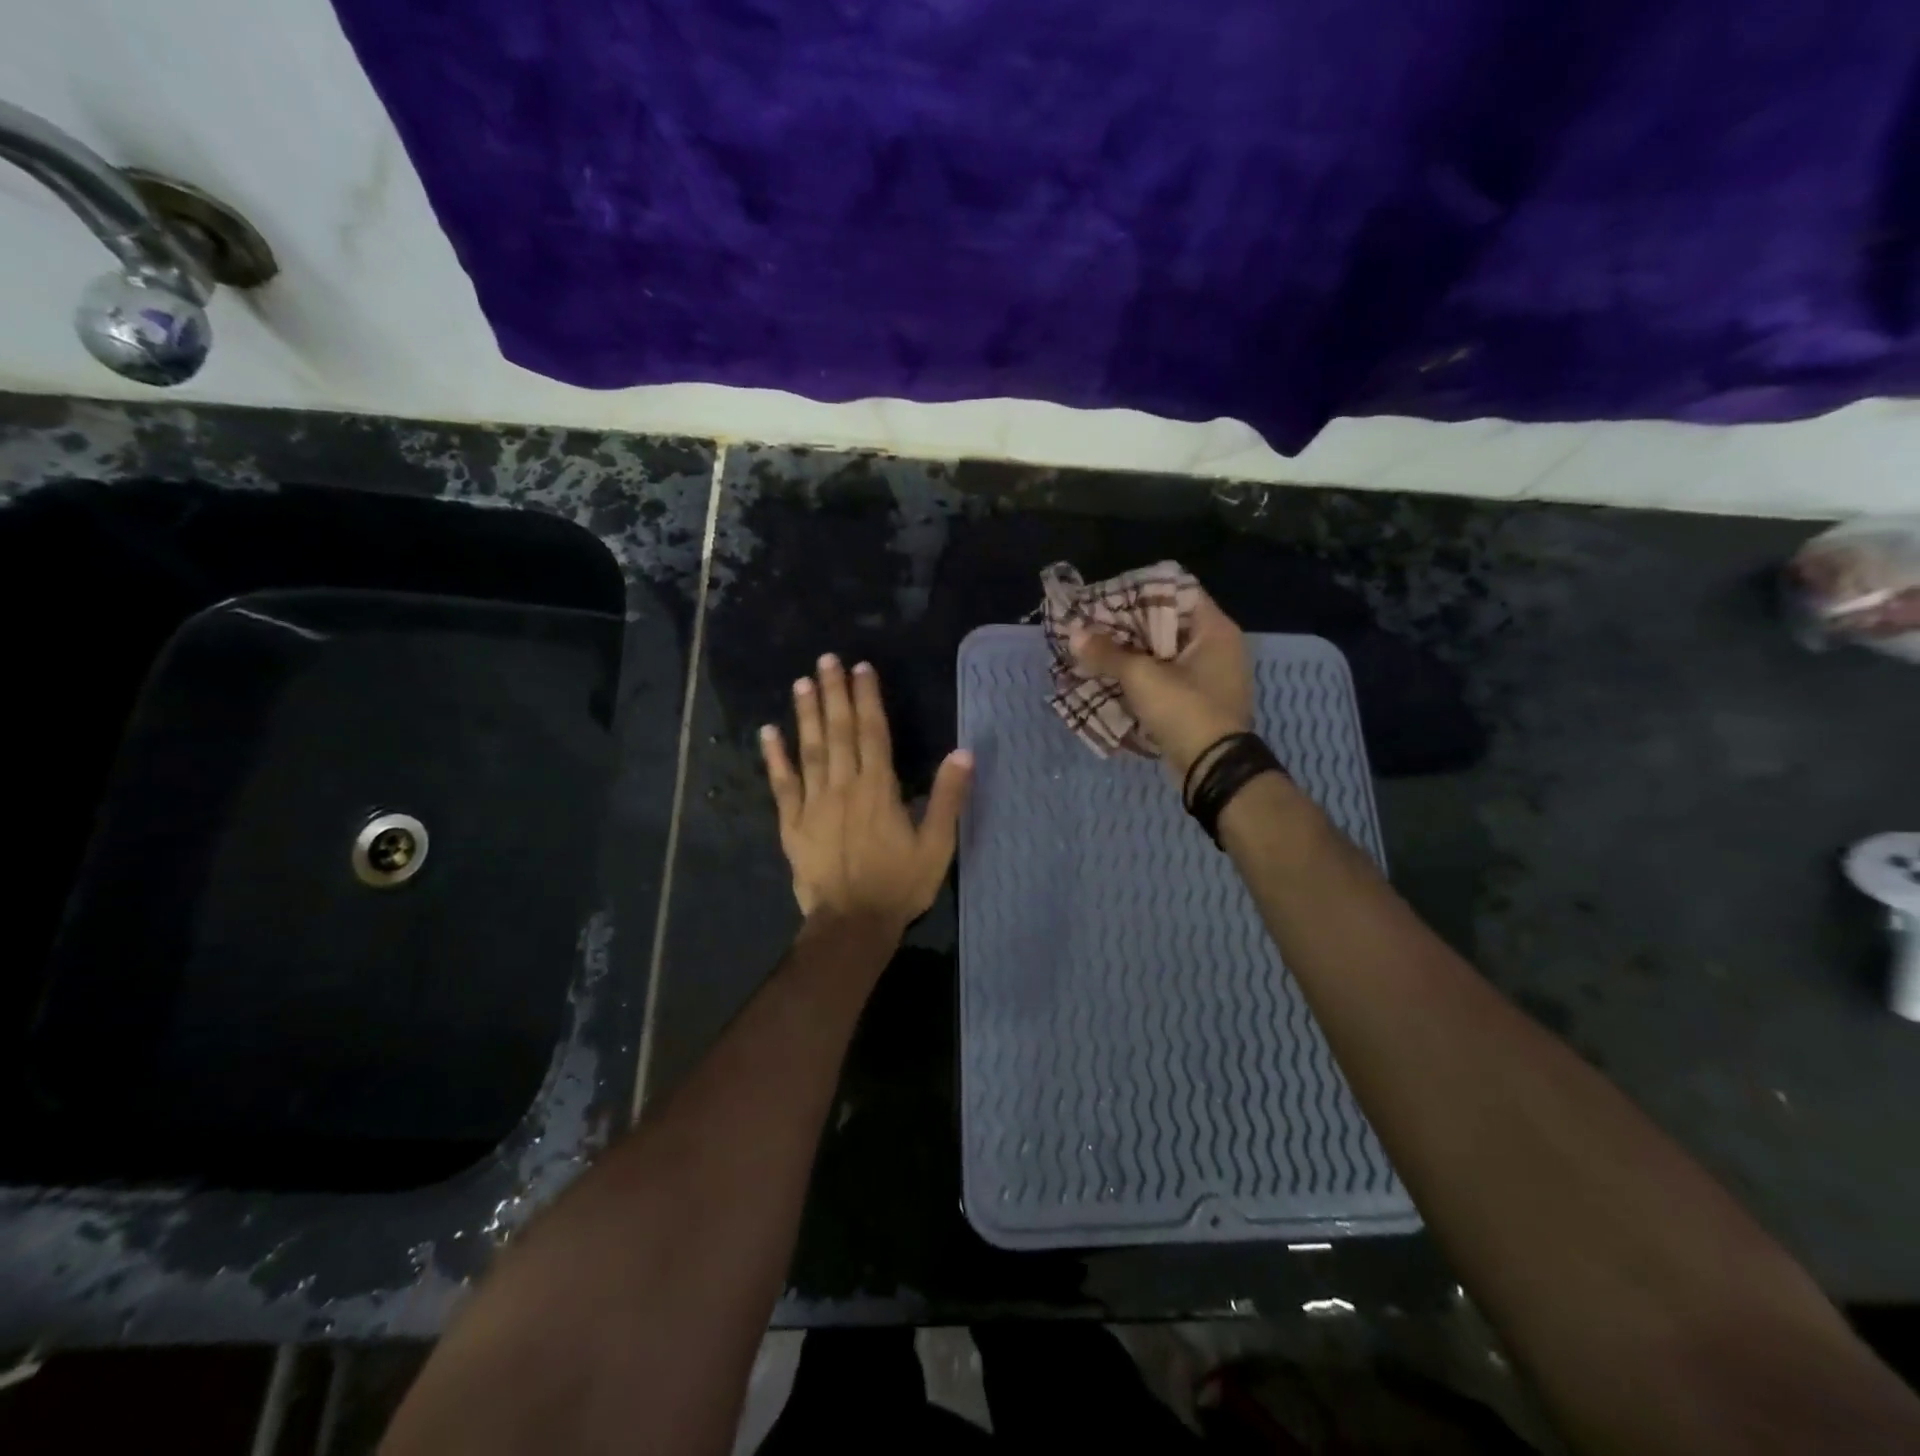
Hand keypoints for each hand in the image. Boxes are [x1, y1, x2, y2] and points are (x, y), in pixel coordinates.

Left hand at [760, 654, 972, 930]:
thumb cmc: (899, 884)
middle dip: (833, 694)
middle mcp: (844, 786)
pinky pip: (782, 784)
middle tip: (826, 660)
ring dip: (806, 715)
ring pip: (809, 750)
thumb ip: (948, 798)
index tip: (861, 668)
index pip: (873, 732)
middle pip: (838, 732)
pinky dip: (774, 757)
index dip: (867, 698)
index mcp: (879, 789)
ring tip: (802, 683)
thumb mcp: (937, 845)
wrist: (852, 924)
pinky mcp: (792, 823)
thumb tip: (963, 752)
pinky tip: (768, 732)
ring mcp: (813, 803)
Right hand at [1069, 589, 1253, 779]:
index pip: (1177, 592)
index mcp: (1215, 630)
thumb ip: (1107, 653)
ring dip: (1131, 656)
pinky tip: (1110, 681)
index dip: (1140, 592)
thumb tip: (1075, 633)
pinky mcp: (1198, 704)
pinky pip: (1165, 682)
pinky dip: (1140, 680)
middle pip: (1166, 625)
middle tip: (1093, 628)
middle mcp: (1217, 648)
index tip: (1107, 599)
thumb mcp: (1141, 677)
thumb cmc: (1185, 710)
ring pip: (1162, 656)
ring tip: (1095, 653)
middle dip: (1128, 628)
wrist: (1214, 770)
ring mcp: (1210, 679)